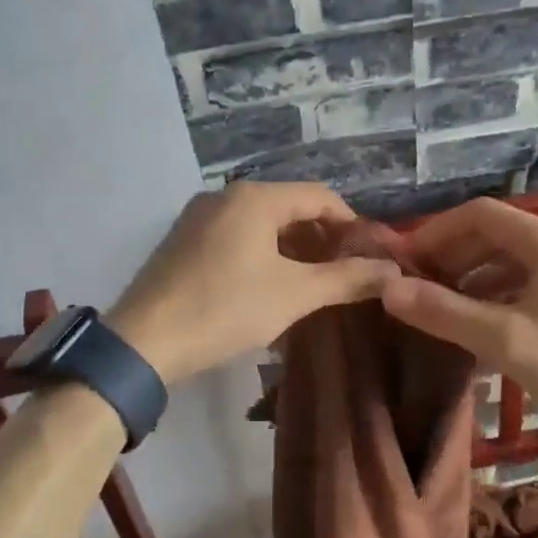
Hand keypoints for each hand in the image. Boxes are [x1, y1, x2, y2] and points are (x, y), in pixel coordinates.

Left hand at [108, 182, 397, 385]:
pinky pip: (235, 236)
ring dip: (291, 248)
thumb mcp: (294, 295)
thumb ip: (347, 279)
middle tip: (342, 274)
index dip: (350, 223)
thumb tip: (394, 271)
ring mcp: (198, 216)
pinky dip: (261, 254)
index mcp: (254, 197)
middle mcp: (225, 195)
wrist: (143, 342)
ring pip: (260, 223)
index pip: (319, 196)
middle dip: (320, 238)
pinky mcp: (183, 240)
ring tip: (310, 284)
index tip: (368, 256)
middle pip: (289, 207)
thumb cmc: (225, 309)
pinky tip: (267, 287)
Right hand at [381, 198, 537, 436]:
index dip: (437, 231)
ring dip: (473, 277)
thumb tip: (389, 289)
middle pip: (496, 235)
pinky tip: (480, 324)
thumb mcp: (507, 341)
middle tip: (417, 285)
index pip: (481, 214)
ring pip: (513, 261)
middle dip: (453, 255)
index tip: (405, 259)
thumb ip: (446, 313)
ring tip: (441, 306)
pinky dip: (498, 295)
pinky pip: (530, 283)